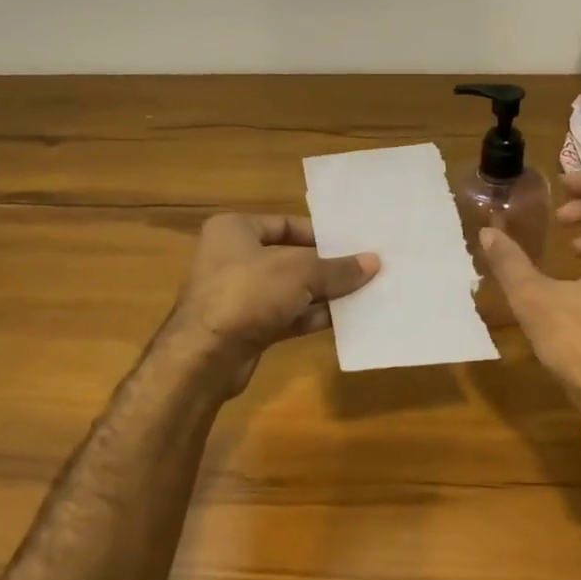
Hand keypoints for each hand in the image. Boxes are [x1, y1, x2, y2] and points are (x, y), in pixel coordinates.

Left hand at [167, 214, 378, 393]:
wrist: (206, 356)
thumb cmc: (248, 293)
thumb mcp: (300, 273)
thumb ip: (337, 268)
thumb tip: (374, 262)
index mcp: (234, 230)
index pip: (285, 224)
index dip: (319, 233)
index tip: (352, 243)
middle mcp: (233, 258)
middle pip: (290, 257)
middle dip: (326, 266)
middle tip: (364, 268)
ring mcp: (239, 295)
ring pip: (290, 289)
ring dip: (323, 293)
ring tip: (364, 291)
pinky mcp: (247, 327)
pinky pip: (287, 315)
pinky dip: (312, 315)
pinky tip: (345, 318)